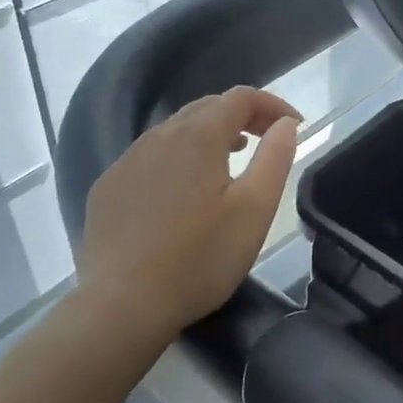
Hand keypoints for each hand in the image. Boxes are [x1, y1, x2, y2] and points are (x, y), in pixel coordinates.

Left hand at [77, 87, 300, 341]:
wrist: (122, 305)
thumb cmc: (200, 259)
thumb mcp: (255, 210)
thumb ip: (275, 158)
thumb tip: (285, 124)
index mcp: (199, 137)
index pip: (240, 97)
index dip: (272, 104)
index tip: (294, 125)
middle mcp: (159, 137)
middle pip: (206, 107)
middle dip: (241, 116)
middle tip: (266, 138)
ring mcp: (127, 161)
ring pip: (175, 131)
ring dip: (208, 135)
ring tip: (229, 159)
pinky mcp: (108, 188)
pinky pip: (149, 157)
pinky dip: (176, 159)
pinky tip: (182, 193)